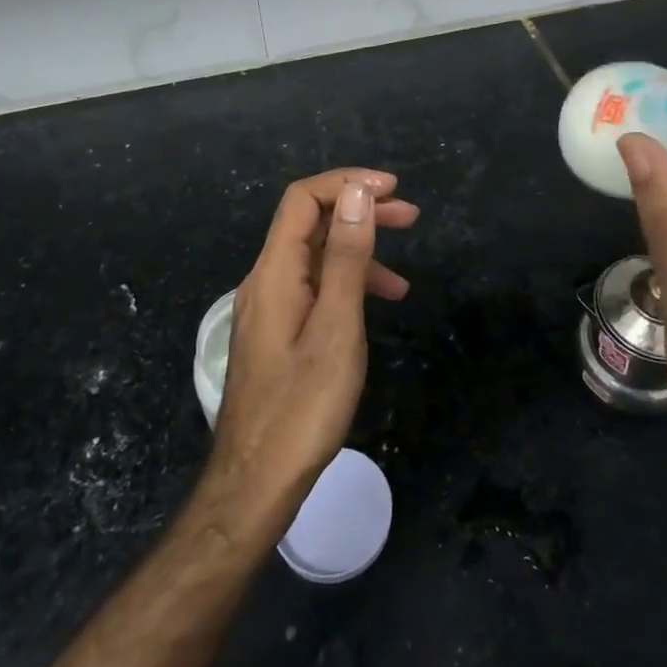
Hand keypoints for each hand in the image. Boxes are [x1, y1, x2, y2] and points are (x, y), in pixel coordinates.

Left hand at [208, 168, 418, 520]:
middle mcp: (265, 281)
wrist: (256, 482)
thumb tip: (357, 194)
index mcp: (274, 273)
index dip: (347, 183)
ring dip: (358, 253)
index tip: (392, 189)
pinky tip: (377, 308)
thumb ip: (346, 257)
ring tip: (404, 273)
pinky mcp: (277, 334)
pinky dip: (347, 286)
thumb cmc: (303, 407)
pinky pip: (313, 290)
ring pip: (314, 259)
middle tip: (410, 216)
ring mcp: (269, 309)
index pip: (303, 200)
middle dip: (359, 212)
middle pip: (310, 224)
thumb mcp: (336, 327)